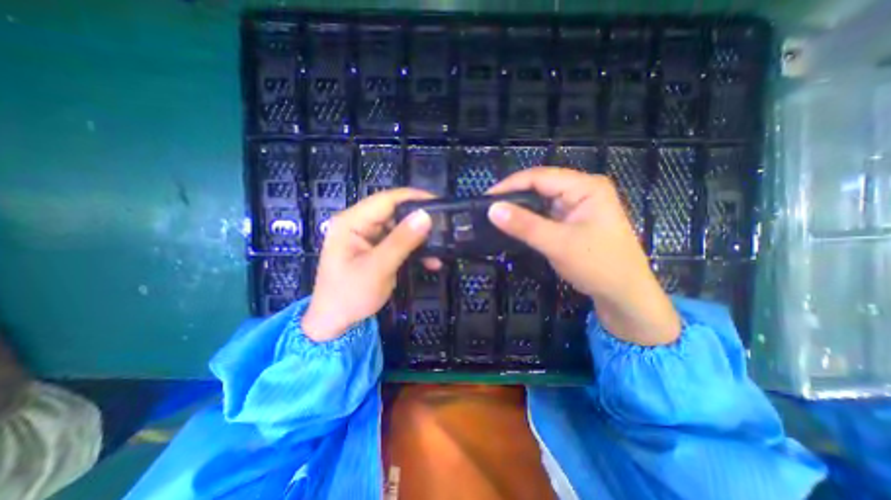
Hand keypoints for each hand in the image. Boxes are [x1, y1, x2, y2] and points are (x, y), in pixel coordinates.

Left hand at [303, 189, 436, 341]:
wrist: (335, 322)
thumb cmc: (350, 296)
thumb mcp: (377, 268)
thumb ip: (401, 241)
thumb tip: (425, 216)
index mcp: (351, 222)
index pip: (386, 200)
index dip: (414, 197)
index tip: (440, 202)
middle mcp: (359, 224)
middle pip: (395, 212)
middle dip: (420, 220)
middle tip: (445, 227)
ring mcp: (368, 237)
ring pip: (400, 228)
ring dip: (420, 238)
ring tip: (442, 247)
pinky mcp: (376, 248)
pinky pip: (399, 242)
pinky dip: (415, 250)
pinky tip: (431, 261)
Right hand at [484, 170, 678, 344]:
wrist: (623, 295)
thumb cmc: (598, 265)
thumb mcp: (558, 244)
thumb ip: (524, 225)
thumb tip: (492, 209)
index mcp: (585, 186)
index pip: (540, 177)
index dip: (510, 185)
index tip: (485, 198)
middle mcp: (582, 190)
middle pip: (540, 186)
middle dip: (514, 196)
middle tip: (487, 208)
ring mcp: (577, 206)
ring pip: (541, 201)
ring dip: (520, 209)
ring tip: (496, 216)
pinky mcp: (572, 221)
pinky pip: (545, 214)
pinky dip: (529, 220)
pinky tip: (514, 225)